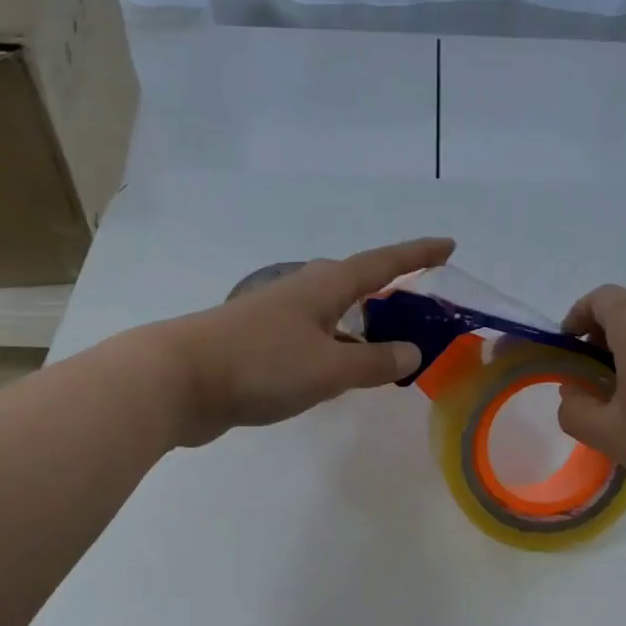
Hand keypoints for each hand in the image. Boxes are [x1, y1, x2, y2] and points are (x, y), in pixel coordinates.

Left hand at [156, 236, 455, 445]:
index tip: (448, 245)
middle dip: (388, 290)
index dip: (417, 254)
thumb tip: (411, 353)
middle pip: (354, 284)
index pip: (382, 264)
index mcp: (324, 287)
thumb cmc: (260, 365)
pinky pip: (312, 341)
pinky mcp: (258, 346)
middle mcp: (301, 294)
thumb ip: (373, 363)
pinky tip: (338, 374)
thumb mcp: (328, 369)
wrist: (176, 381)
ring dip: (361, 327)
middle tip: (418, 304)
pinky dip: (335, 351)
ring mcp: (276, 319)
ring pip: (331, 316)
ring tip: (387, 345)